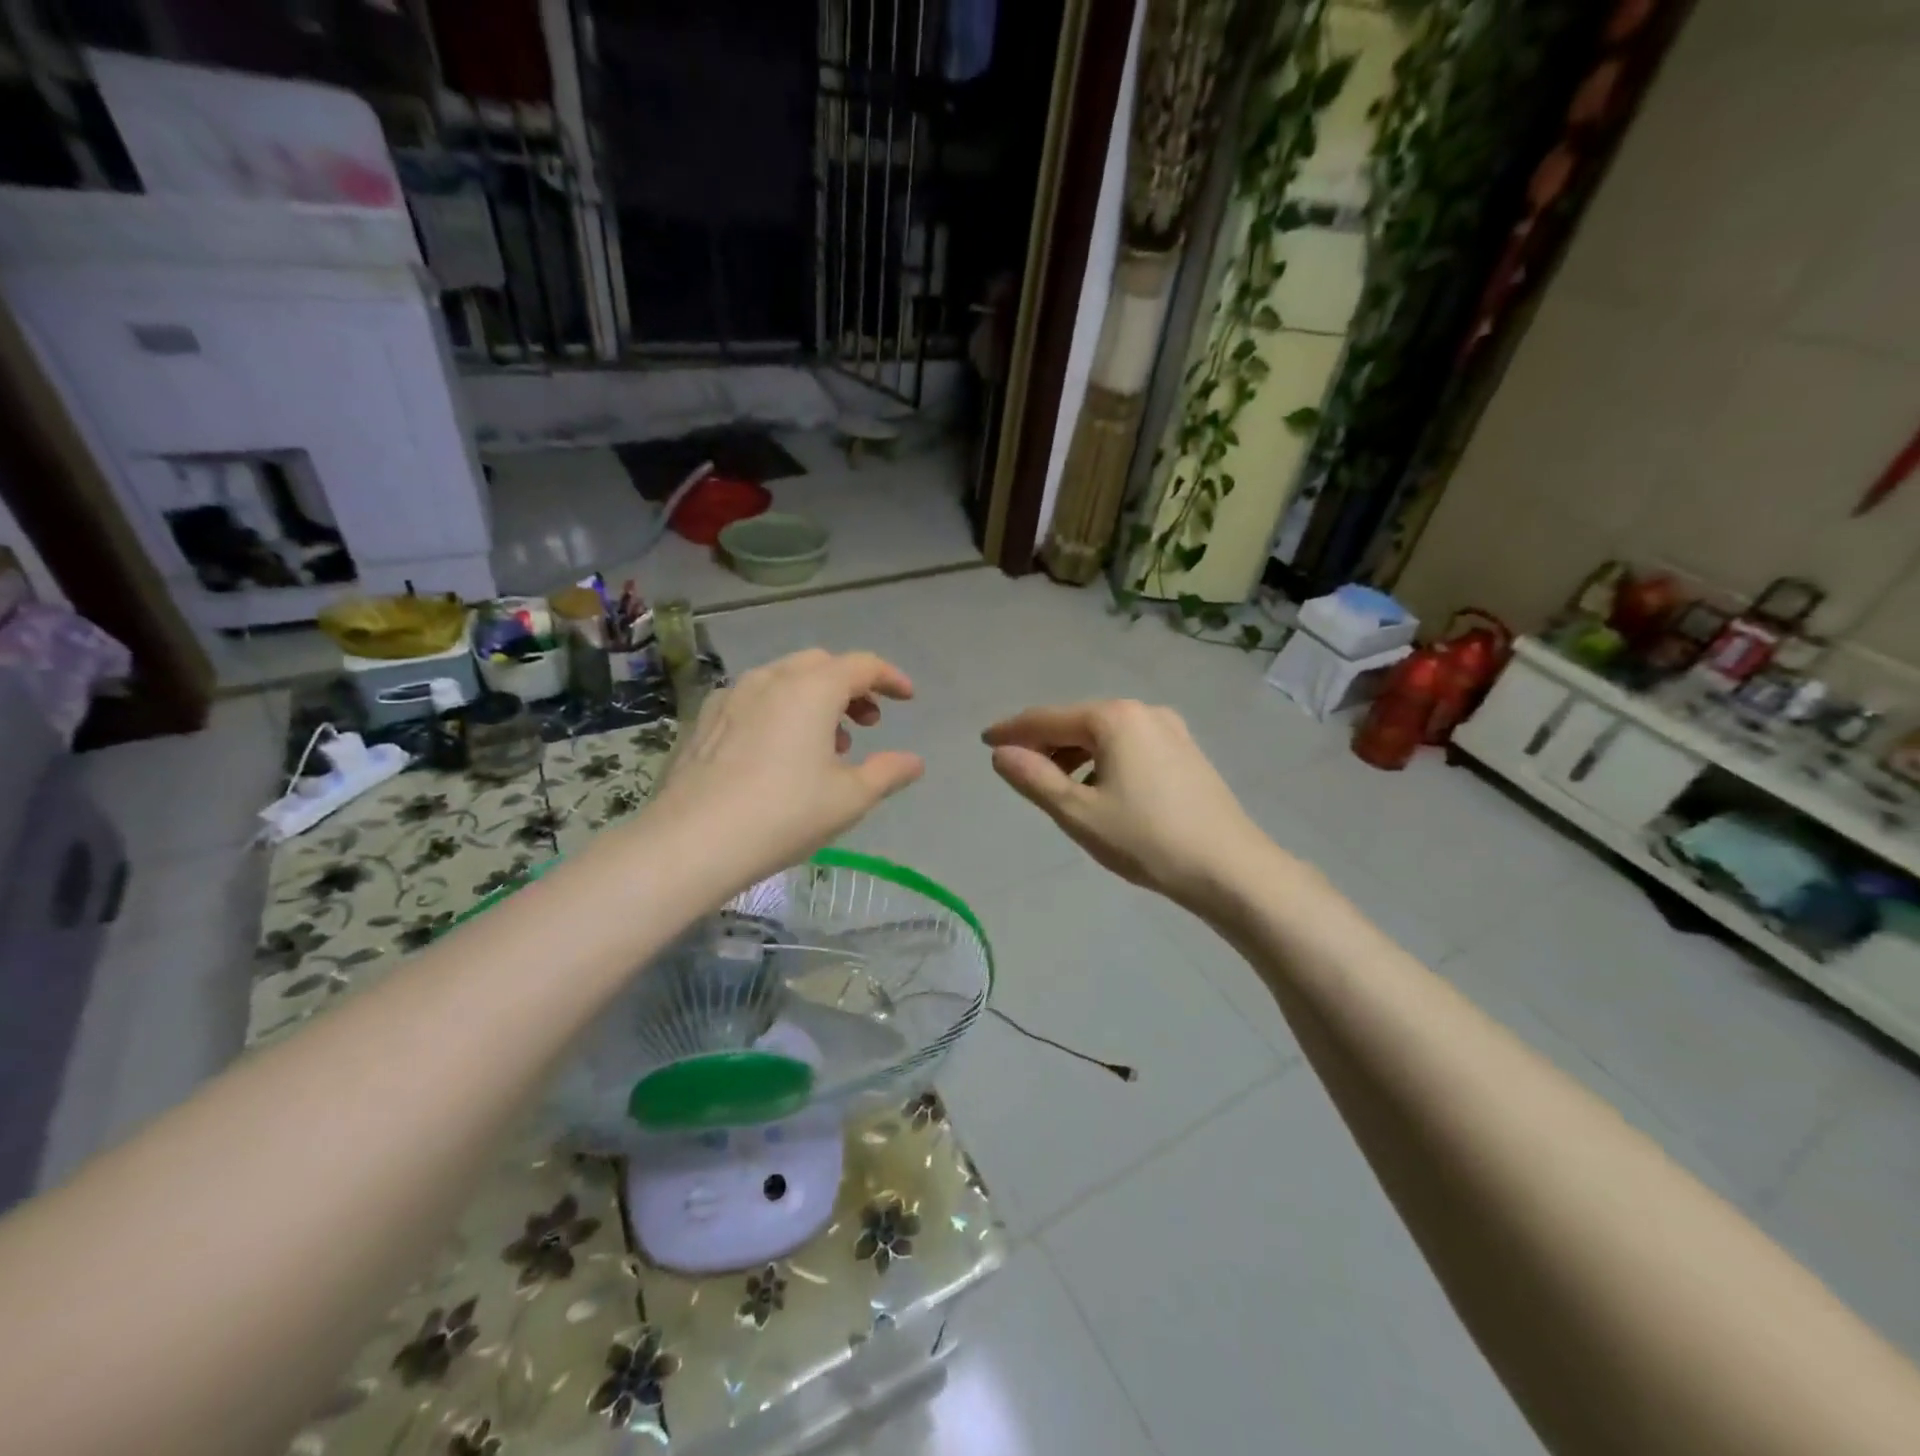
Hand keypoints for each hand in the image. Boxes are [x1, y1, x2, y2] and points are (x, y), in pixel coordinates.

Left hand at [649, 650, 923, 894]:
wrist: (693, 841)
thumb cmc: (785, 814)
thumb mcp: (850, 798)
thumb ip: (888, 772)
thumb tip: (914, 762)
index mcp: (812, 688)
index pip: (862, 665)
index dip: (890, 678)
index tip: (907, 699)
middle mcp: (771, 679)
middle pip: (822, 665)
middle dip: (851, 687)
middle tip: (867, 724)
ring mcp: (732, 695)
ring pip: (785, 679)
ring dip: (815, 699)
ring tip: (825, 745)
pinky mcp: (705, 718)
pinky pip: (754, 699)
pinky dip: (780, 710)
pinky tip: (778, 752)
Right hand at [984, 699, 1276, 913]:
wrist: (1231, 869)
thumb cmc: (1146, 839)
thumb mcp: (1079, 812)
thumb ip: (1034, 778)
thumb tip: (1001, 754)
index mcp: (1114, 718)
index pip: (1047, 718)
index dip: (1012, 730)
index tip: (985, 741)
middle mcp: (1143, 711)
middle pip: (1078, 722)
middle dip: (1045, 744)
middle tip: (1019, 772)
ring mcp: (1171, 729)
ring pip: (1105, 735)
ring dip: (1075, 755)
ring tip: (1058, 789)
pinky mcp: (1187, 752)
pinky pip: (1130, 746)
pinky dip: (1104, 761)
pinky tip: (1101, 791)